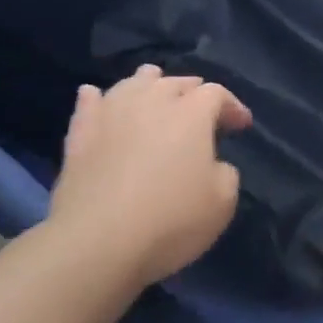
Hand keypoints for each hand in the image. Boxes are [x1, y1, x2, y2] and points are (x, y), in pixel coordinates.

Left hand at [46, 65, 251, 288]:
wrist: (98, 241)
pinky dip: (97, 98)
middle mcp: (151, 101)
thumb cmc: (171, 219)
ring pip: (132, 83)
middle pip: (174, 82)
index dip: (232, 106)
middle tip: (201, 108)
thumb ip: (225, 173)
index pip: (217, 94)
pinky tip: (96, 96)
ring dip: (149, 84)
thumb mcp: (223, 202)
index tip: (242, 126)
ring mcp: (111, 113)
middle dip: (193, 91)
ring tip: (154, 89)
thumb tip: (213, 163)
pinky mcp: (80, 133)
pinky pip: (89, 103)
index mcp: (191, 113)